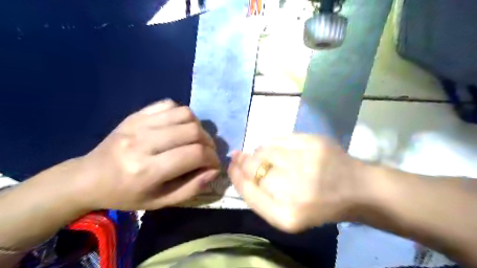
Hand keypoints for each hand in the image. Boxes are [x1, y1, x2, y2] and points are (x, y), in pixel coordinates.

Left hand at [75, 99, 221, 209]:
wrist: (89, 177)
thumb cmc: (127, 194)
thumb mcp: (161, 201)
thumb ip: (192, 187)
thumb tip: (215, 170)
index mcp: (147, 170)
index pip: (195, 154)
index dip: (212, 158)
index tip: (214, 164)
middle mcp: (143, 142)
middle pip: (193, 131)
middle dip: (209, 142)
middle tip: (208, 152)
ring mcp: (138, 124)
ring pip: (185, 114)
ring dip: (198, 126)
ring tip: (195, 139)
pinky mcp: (136, 114)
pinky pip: (169, 104)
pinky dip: (182, 114)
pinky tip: (179, 127)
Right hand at [227, 134, 365, 231]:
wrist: (356, 189)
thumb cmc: (318, 206)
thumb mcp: (287, 216)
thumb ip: (260, 197)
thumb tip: (238, 169)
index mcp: (287, 216)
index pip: (248, 191)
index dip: (236, 176)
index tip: (231, 167)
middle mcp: (295, 189)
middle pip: (253, 167)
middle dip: (242, 161)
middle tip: (238, 157)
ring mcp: (306, 162)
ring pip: (264, 150)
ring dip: (257, 152)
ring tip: (262, 156)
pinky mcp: (314, 142)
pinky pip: (279, 138)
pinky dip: (272, 143)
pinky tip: (276, 148)